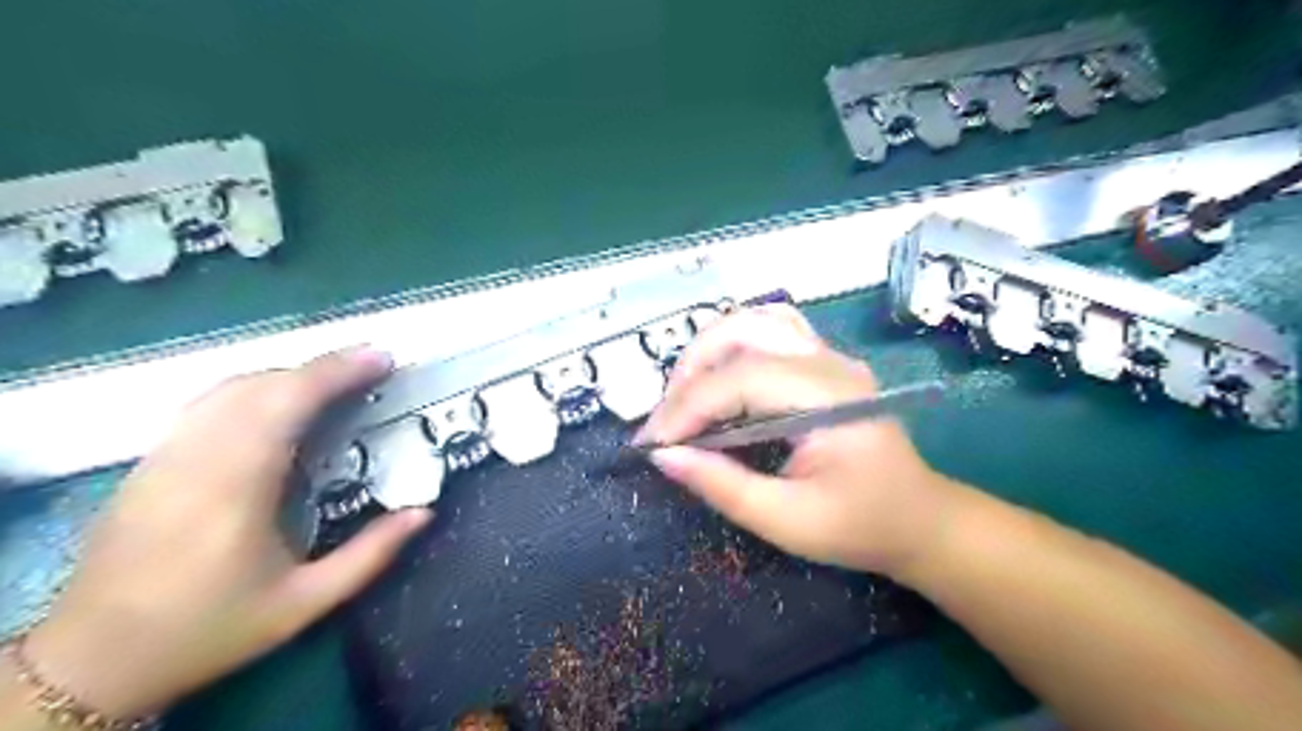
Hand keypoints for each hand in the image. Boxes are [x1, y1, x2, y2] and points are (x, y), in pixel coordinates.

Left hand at [19, 349, 430, 719]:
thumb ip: (369, 556)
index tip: (382, 359)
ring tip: (334, 381)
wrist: (94, 659)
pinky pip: (208, 404)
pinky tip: (279, 403)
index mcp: (237, 488)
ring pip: (230, 388)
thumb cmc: (209, 629)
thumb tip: (424, 512)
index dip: (337, 372)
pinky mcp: (149, 462)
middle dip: (323, 367)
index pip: (287, 403)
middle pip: (262, 385)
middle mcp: (196, 459)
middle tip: (373, 366)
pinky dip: (254, 389)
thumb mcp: (303, 604)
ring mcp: (166, 456)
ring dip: (289, 374)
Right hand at [638, 307, 954, 575]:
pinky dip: (732, 345)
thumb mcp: (788, 521)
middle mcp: (829, 362)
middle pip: (742, 333)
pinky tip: (717, 375)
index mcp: (829, 398)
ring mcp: (828, 355)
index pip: (741, 380)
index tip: (652, 443)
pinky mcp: (821, 361)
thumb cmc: (860, 526)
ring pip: (753, 322)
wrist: (919, 519)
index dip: (688, 407)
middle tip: (665, 422)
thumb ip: (723, 486)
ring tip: (683, 397)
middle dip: (690, 373)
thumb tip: (664, 456)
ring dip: (707, 352)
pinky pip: (769, 330)